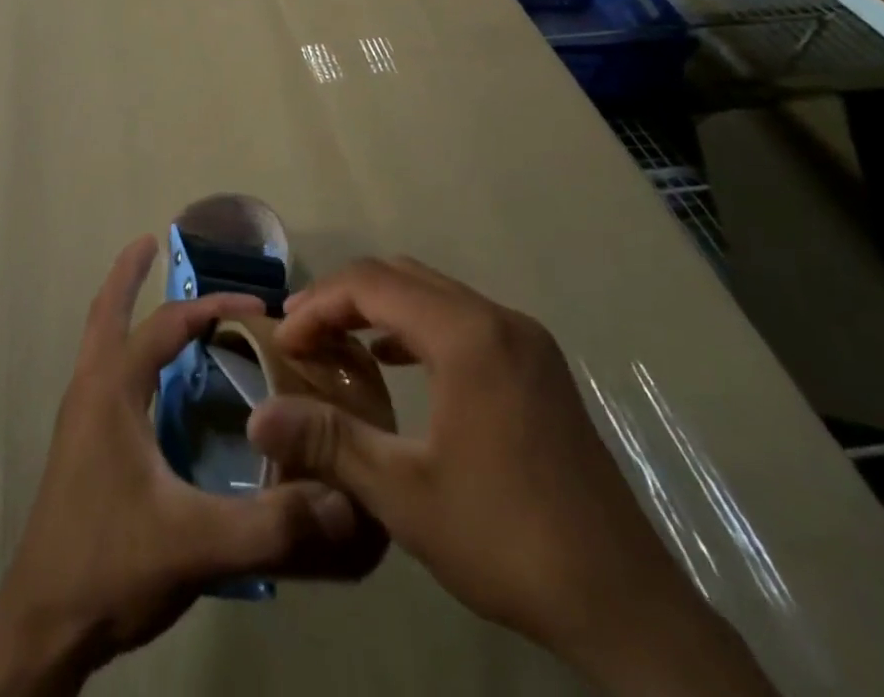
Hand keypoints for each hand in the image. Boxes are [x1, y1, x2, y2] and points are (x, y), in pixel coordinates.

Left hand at [0, 236, 383, 696]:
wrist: (42, 626)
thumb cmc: (109, 566)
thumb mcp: (195, 544)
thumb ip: (270, 524)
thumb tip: (341, 500)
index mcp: (112, 390)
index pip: (166, 324)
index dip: (213, 307)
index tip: (259, 306)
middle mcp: (90, 389)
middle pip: (106, 312)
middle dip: (127, 274)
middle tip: (149, 243)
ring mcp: (79, 417)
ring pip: (99, 341)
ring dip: (124, 309)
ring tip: (153, 296)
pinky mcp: (80, 444)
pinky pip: (104, 373)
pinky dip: (126, 351)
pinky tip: (153, 380)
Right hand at [246, 258, 778, 696]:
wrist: (626, 606)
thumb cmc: (507, 539)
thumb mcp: (404, 494)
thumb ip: (328, 440)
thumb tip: (257, 414)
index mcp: (467, 335)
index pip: (371, 284)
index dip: (318, 304)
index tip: (283, 339)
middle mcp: (497, 318)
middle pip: (400, 276)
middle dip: (343, 298)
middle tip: (302, 335)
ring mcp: (524, 338)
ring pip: (431, 292)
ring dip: (378, 308)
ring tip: (336, 344)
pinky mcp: (537, 364)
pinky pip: (460, 317)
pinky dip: (415, 325)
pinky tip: (392, 361)